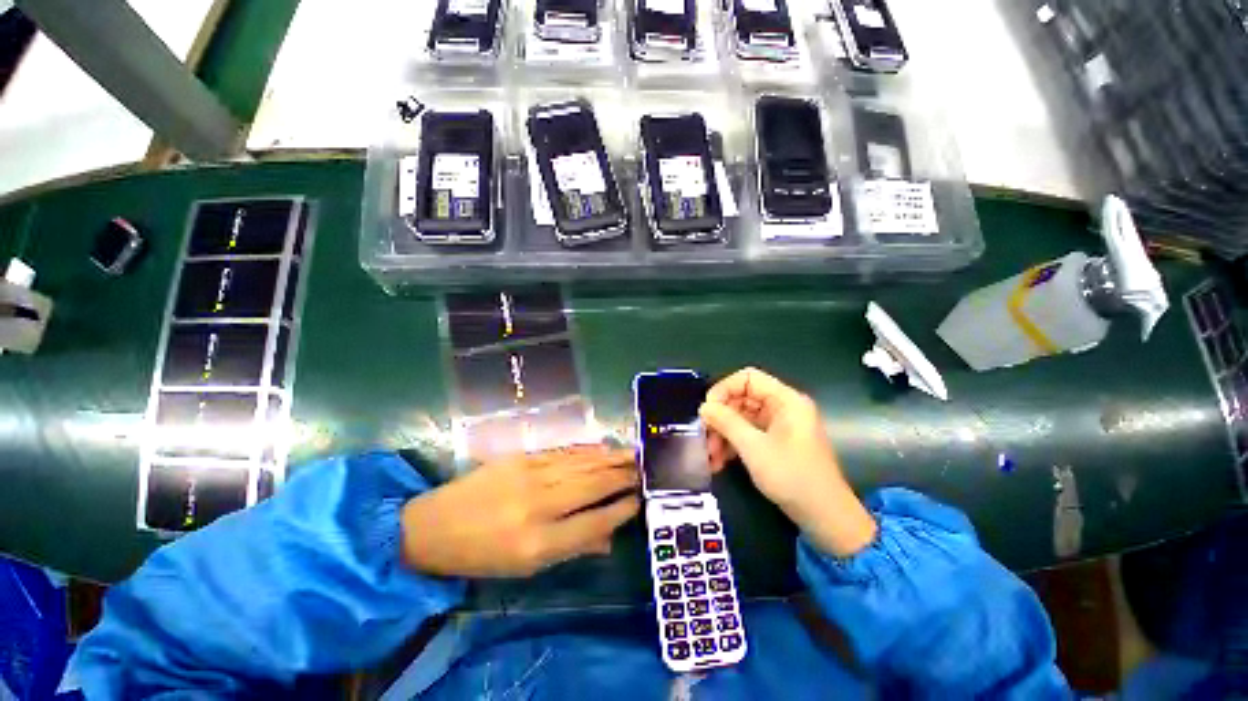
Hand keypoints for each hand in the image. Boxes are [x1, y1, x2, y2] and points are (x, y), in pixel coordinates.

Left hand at [401, 446, 639, 577]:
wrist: (434, 525)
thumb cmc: (482, 555)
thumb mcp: (525, 567)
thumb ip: (572, 548)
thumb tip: (609, 536)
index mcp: (538, 543)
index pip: (593, 523)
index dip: (620, 510)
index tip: (639, 500)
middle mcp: (538, 505)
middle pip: (591, 486)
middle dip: (621, 477)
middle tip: (643, 470)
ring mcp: (529, 476)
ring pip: (580, 464)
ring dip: (610, 458)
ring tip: (633, 454)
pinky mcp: (521, 458)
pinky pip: (562, 452)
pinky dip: (586, 450)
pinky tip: (602, 447)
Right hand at [700, 368, 876, 557]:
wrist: (825, 517)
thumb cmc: (792, 477)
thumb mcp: (754, 448)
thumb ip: (727, 423)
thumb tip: (704, 407)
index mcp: (785, 400)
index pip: (748, 378)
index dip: (724, 389)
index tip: (707, 410)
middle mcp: (783, 407)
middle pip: (742, 398)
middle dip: (721, 417)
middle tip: (704, 436)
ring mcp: (780, 425)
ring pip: (742, 418)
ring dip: (723, 434)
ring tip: (710, 456)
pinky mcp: (776, 442)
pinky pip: (748, 433)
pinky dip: (733, 444)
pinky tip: (720, 462)